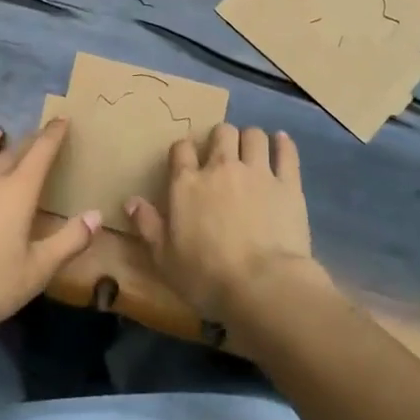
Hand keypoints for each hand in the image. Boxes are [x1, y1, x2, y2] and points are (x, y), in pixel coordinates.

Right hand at [127, 123, 317, 321]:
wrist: (263, 287)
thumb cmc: (206, 276)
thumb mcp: (164, 258)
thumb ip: (147, 225)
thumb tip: (131, 201)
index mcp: (187, 183)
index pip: (181, 149)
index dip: (184, 151)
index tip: (187, 161)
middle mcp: (221, 168)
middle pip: (221, 133)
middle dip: (221, 139)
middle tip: (222, 155)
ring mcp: (257, 173)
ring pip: (253, 136)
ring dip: (250, 139)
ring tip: (251, 151)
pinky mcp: (288, 185)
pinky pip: (287, 153)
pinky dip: (283, 144)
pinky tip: (281, 141)